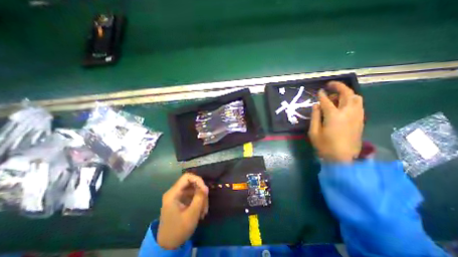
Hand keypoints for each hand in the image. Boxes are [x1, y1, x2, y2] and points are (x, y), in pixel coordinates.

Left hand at [156, 173, 208, 247]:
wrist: (167, 245)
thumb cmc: (178, 230)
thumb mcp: (191, 214)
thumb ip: (199, 198)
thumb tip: (206, 187)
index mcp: (173, 193)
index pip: (187, 177)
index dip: (198, 180)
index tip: (205, 190)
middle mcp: (174, 192)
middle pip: (191, 183)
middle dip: (201, 192)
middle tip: (205, 204)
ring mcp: (178, 196)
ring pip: (193, 190)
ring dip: (201, 198)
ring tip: (204, 211)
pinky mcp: (181, 200)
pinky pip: (192, 196)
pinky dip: (198, 202)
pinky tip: (201, 212)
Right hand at [307, 81, 364, 160]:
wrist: (342, 159)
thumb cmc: (324, 146)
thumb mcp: (314, 132)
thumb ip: (315, 117)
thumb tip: (316, 105)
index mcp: (334, 116)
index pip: (326, 101)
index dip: (321, 95)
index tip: (319, 91)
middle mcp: (348, 113)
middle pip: (346, 94)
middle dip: (339, 86)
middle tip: (331, 85)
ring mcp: (357, 116)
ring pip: (356, 98)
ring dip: (347, 93)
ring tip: (337, 95)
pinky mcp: (361, 120)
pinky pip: (359, 105)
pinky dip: (352, 100)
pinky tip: (344, 104)